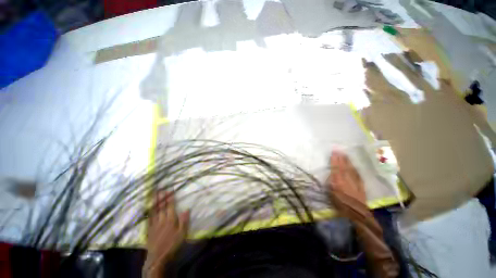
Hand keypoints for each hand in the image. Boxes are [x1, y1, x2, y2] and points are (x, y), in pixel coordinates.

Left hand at [145, 191, 188, 277]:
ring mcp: (154, 225)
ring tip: (154, 195)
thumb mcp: (182, 234)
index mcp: (171, 220)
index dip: (170, 197)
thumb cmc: (173, 245)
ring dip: (154, 202)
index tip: (169, 190)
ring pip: (154, 211)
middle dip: (161, 197)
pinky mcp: (149, 230)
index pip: (170, 206)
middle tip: (160, 189)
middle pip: (161, 207)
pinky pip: (149, 219)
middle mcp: (162, 220)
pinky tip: (148, 209)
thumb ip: (184, 221)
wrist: (158, 258)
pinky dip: (149, 212)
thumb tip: (186, 208)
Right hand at [326, 150, 366, 206]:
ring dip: (348, 161)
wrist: (357, 212)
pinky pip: (357, 174)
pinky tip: (354, 165)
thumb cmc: (341, 204)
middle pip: (344, 166)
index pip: (336, 168)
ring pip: (351, 168)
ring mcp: (355, 181)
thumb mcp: (331, 194)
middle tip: (339, 150)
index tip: (333, 152)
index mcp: (338, 181)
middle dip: (341, 158)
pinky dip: (355, 168)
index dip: (335, 160)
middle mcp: (347, 179)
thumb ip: (331, 183)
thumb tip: (331, 174)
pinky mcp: (361, 185)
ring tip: (345, 155)